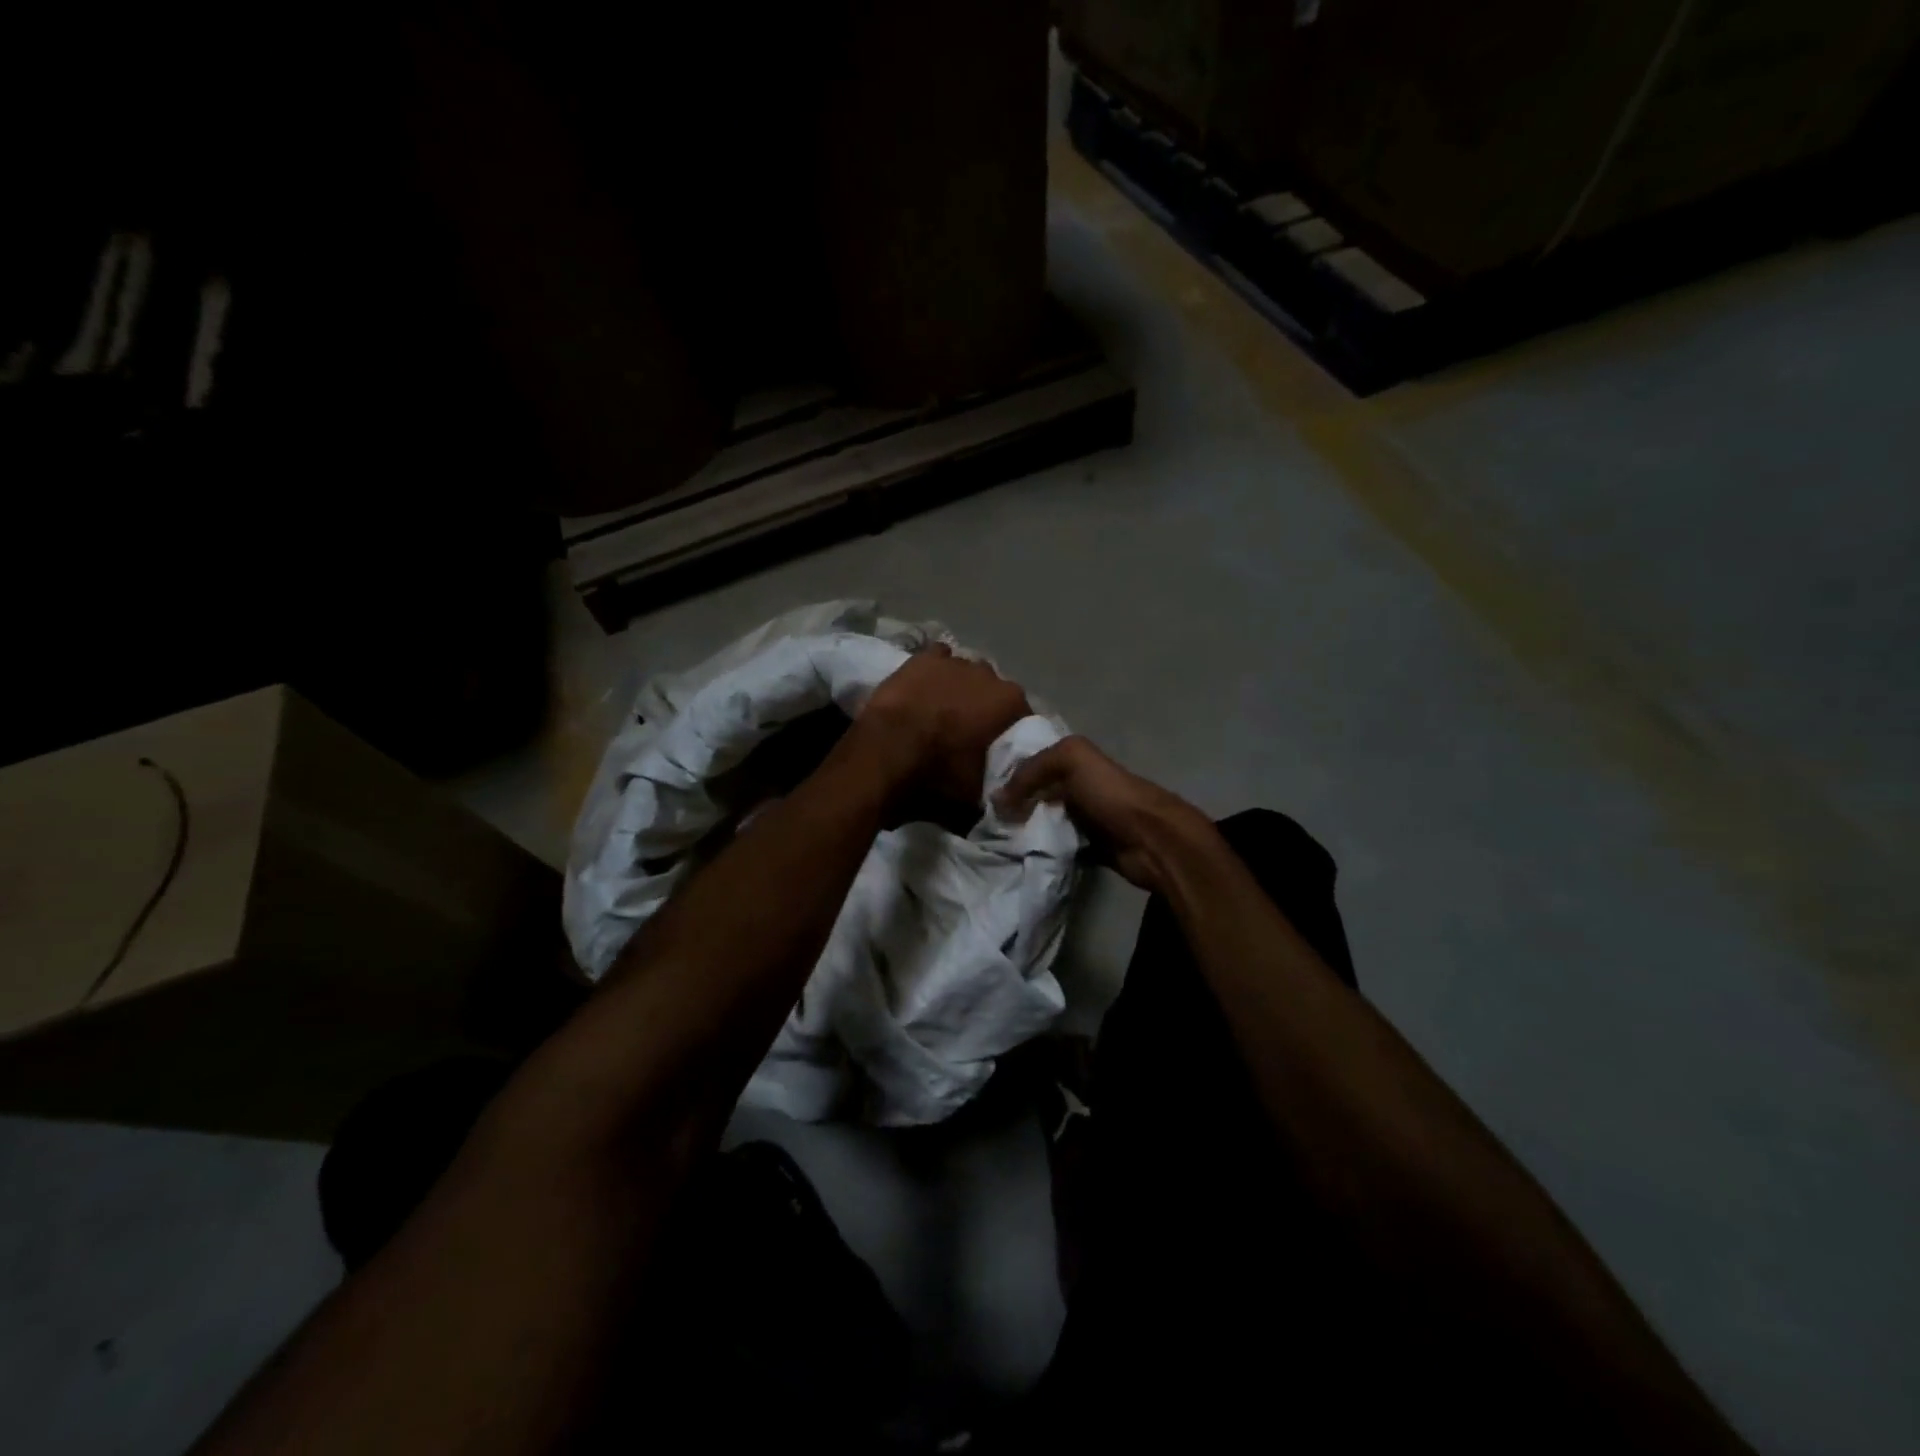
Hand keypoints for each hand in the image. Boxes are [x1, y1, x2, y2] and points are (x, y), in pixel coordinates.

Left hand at [859, 644, 1031, 812]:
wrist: (884, 755)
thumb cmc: (937, 776)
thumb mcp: (974, 799)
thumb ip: (994, 793)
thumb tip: (1003, 803)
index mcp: (1010, 703)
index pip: (1021, 717)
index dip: (1008, 734)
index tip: (996, 751)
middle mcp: (989, 674)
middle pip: (992, 692)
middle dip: (983, 708)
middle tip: (966, 734)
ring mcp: (953, 662)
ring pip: (965, 673)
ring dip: (958, 689)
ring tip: (941, 712)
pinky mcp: (921, 658)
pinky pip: (937, 659)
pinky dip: (935, 672)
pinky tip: (925, 687)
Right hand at [996, 735, 1215, 893]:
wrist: (1150, 839)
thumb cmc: (1111, 793)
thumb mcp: (1071, 761)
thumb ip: (1032, 770)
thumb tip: (998, 797)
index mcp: (1078, 761)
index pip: (1036, 762)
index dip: (1011, 773)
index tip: (983, 790)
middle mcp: (1081, 787)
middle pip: (1040, 793)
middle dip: (1016, 804)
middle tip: (987, 819)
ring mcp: (1087, 819)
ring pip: (1047, 821)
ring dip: (1028, 830)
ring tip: (998, 839)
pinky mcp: (1092, 848)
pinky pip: (1060, 847)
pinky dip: (1045, 851)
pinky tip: (1023, 856)